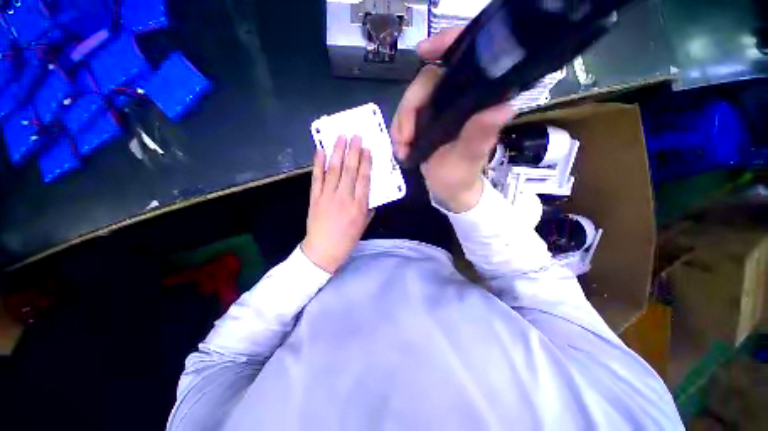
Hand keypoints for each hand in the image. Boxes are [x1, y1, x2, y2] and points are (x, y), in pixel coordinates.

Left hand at [302, 135, 372, 272]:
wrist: (323, 250)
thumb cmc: (347, 239)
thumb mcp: (364, 224)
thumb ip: (368, 207)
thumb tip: (369, 191)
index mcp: (359, 206)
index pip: (364, 179)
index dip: (366, 162)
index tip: (367, 149)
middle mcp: (344, 197)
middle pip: (350, 170)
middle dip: (353, 151)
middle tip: (356, 136)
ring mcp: (328, 196)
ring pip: (334, 170)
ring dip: (337, 151)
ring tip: (341, 137)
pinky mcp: (315, 197)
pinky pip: (317, 177)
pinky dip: (319, 163)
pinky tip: (321, 150)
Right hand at [391, 27, 514, 212]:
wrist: (448, 191)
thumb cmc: (460, 176)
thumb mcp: (467, 160)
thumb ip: (479, 136)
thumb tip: (504, 107)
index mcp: (474, 102)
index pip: (463, 60)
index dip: (445, 44)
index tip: (422, 51)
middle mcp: (456, 99)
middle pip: (426, 82)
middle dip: (408, 110)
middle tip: (403, 140)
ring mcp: (437, 109)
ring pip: (411, 100)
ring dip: (400, 124)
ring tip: (401, 149)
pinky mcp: (424, 120)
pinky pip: (404, 116)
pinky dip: (398, 130)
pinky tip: (400, 148)